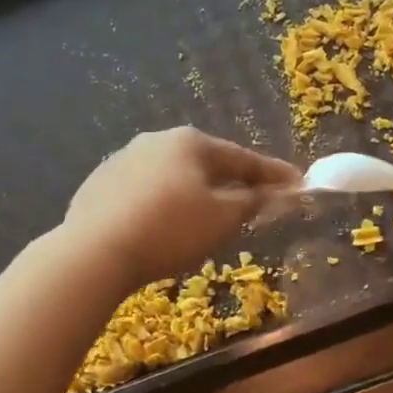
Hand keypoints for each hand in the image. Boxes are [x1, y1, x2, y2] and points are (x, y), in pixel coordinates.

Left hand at [63, 127, 302, 285]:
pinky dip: (160, 206)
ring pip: (172, 178)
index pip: (243, 158)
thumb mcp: (223, 219)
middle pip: (205, 164)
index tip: (297, 183)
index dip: (273, 174)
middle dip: (230, 184)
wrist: (95, 252)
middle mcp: (155, 141)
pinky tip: (159, 228)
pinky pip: (142, 194)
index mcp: (191, 142)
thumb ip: (254, 202)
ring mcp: (121, 160)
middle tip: (250, 205)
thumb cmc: (170, 230)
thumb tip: (274, 192)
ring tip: (202, 221)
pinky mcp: (98, 185)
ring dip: (193, 195)